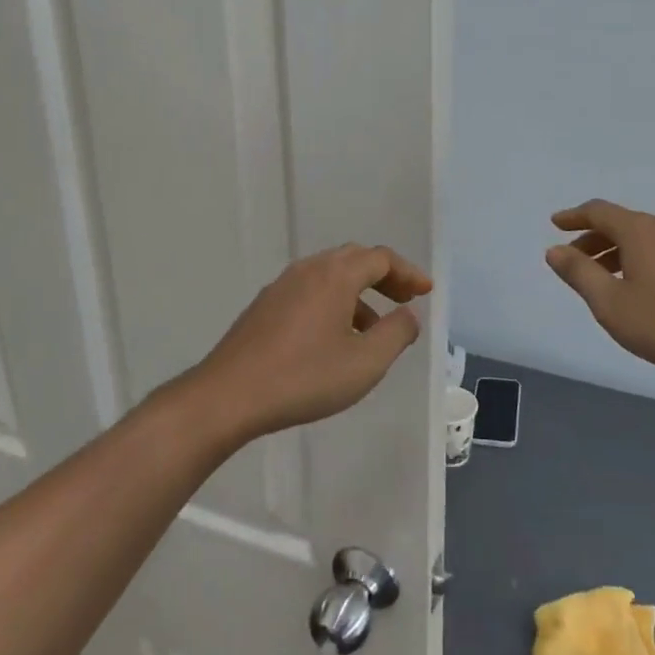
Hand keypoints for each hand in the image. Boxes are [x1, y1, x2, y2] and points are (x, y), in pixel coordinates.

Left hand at [187, 244, 431, 440]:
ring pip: (329, 276)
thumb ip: (396, 333)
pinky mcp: (263, 308)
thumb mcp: (365, 362)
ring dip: (358, 293)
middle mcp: (308, 270)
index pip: (380, 258)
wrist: (227, 396)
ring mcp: (281, 287)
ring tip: (372, 328)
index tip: (426, 292)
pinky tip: (333, 338)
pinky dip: (333, 302)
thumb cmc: (304, 378)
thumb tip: (408, 315)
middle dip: (384, 277)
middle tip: (404, 299)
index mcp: (335, 275)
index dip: (408, 273)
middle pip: (354, 259)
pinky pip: (309, 291)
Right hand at [545, 200, 654, 394]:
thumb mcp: (609, 302)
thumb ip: (578, 272)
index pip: (599, 211)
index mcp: (640, 230)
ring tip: (599, 278)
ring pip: (641, 237)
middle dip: (592, 238)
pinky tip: (633, 285)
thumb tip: (555, 250)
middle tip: (571, 260)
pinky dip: (636, 258)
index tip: (555, 223)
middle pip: (620, 223)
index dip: (573, 216)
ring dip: (614, 250)